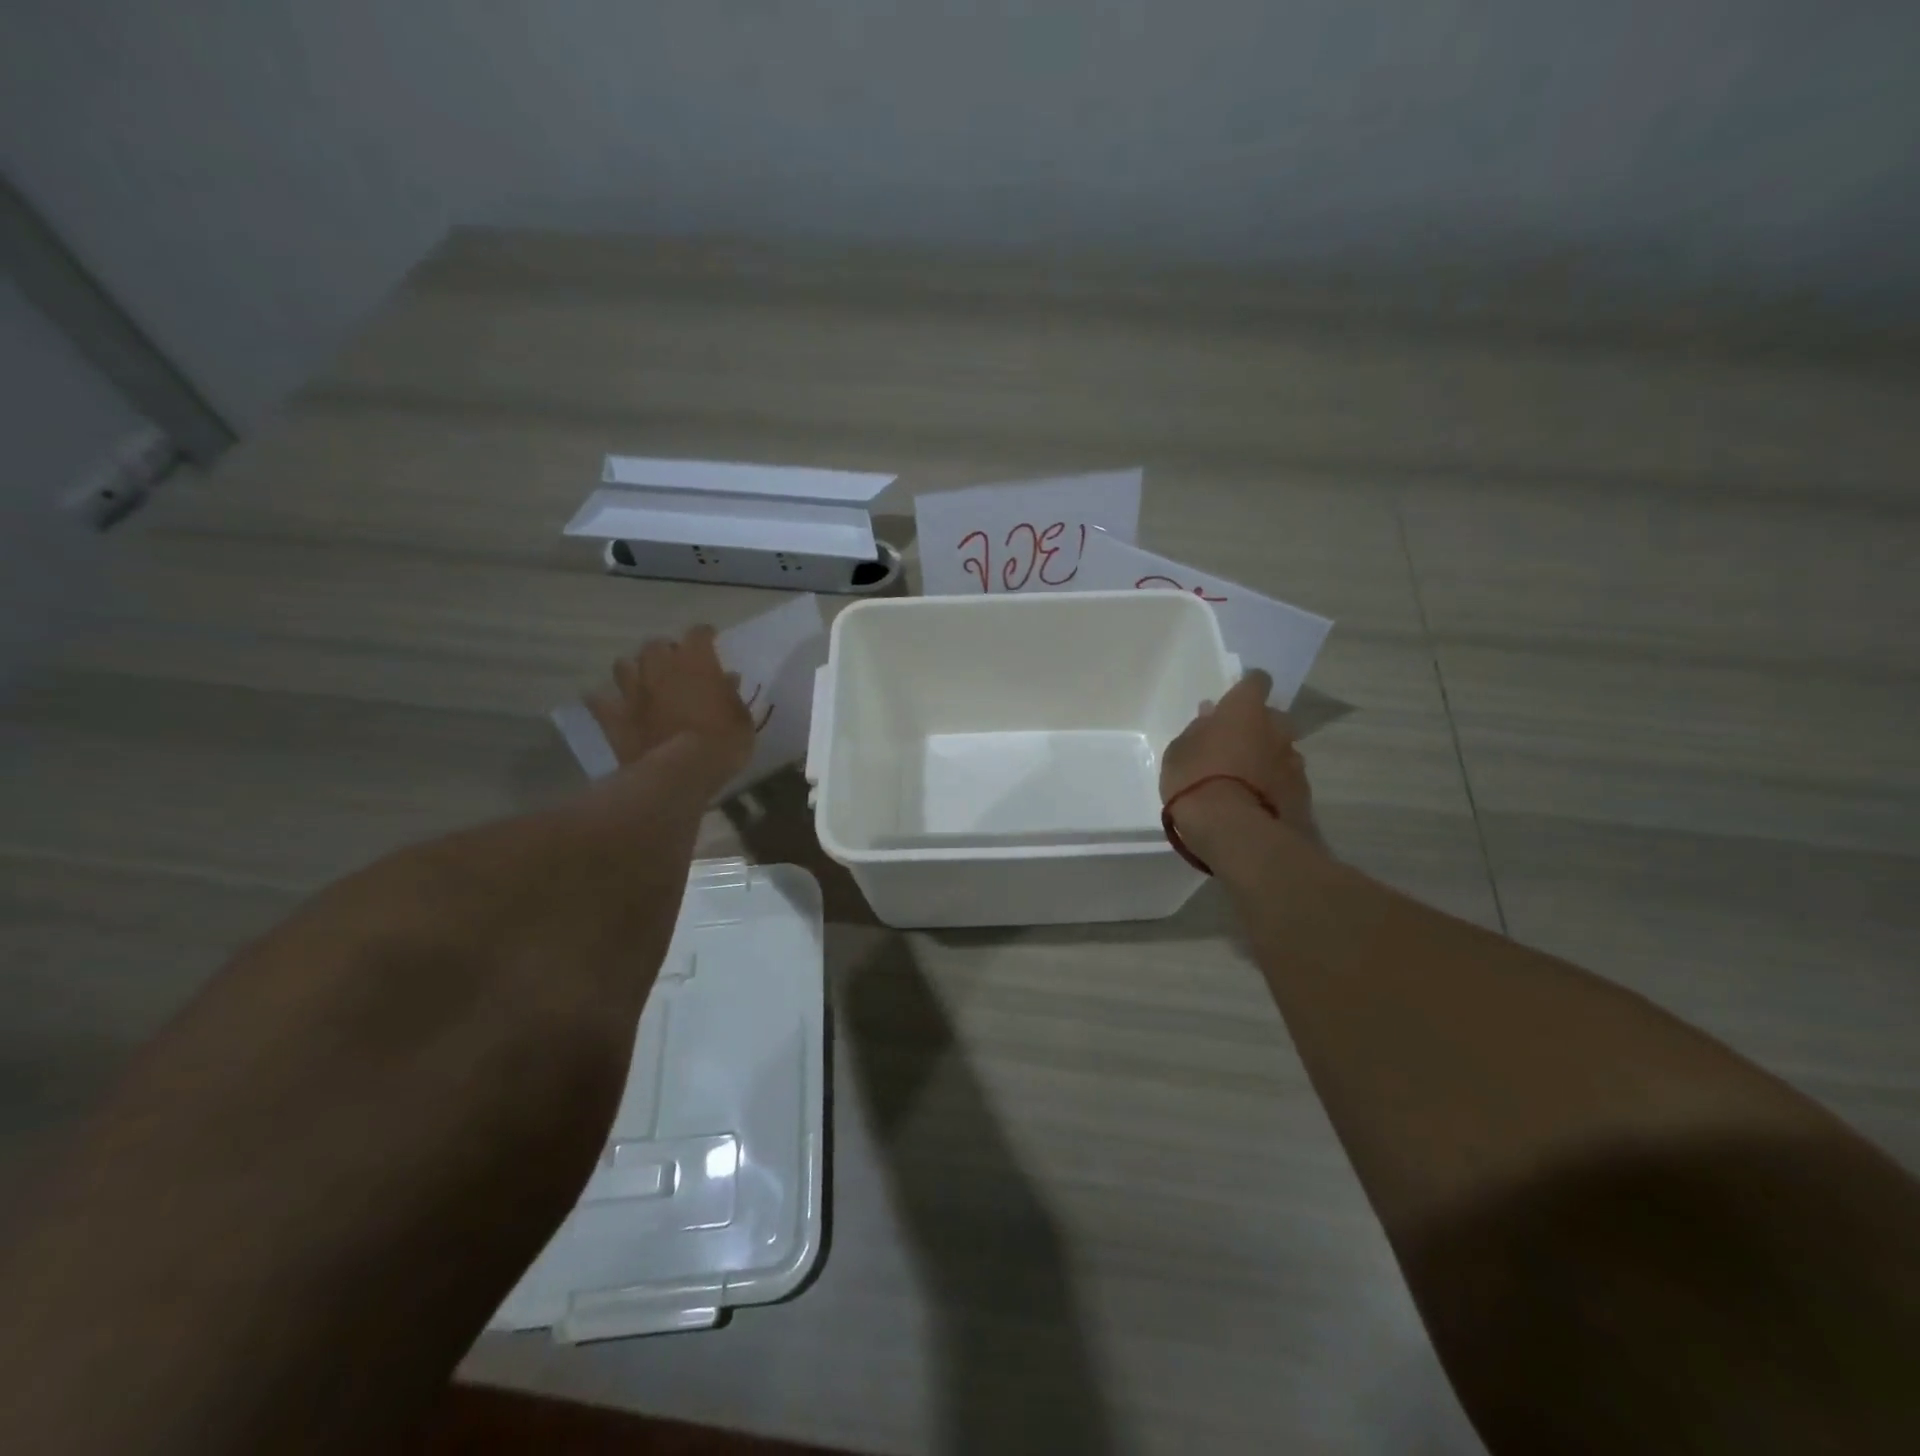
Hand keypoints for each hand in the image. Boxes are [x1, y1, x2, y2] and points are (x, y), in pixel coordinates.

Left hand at [587, 626, 755, 786]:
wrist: (681, 773)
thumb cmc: (722, 742)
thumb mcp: (741, 718)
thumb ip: (731, 694)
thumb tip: (727, 679)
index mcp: (696, 661)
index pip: (699, 633)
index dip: (705, 636)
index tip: (711, 641)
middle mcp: (660, 666)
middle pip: (656, 644)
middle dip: (665, 650)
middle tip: (675, 665)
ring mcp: (632, 690)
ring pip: (623, 665)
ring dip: (634, 670)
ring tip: (643, 681)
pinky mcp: (613, 716)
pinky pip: (598, 701)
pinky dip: (604, 701)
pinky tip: (612, 706)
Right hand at [1160, 669, 1323, 851]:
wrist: (1235, 831)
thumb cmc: (1196, 782)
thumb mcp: (1179, 753)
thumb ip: (1197, 731)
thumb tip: (1209, 716)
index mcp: (1244, 710)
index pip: (1256, 681)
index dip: (1247, 688)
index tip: (1235, 700)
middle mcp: (1276, 728)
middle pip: (1274, 717)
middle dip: (1260, 727)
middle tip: (1237, 745)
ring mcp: (1293, 761)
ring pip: (1282, 750)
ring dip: (1268, 757)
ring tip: (1246, 780)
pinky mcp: (1303, 792)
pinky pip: (1287, 780)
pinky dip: (1275, 785)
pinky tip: (1257, 802)